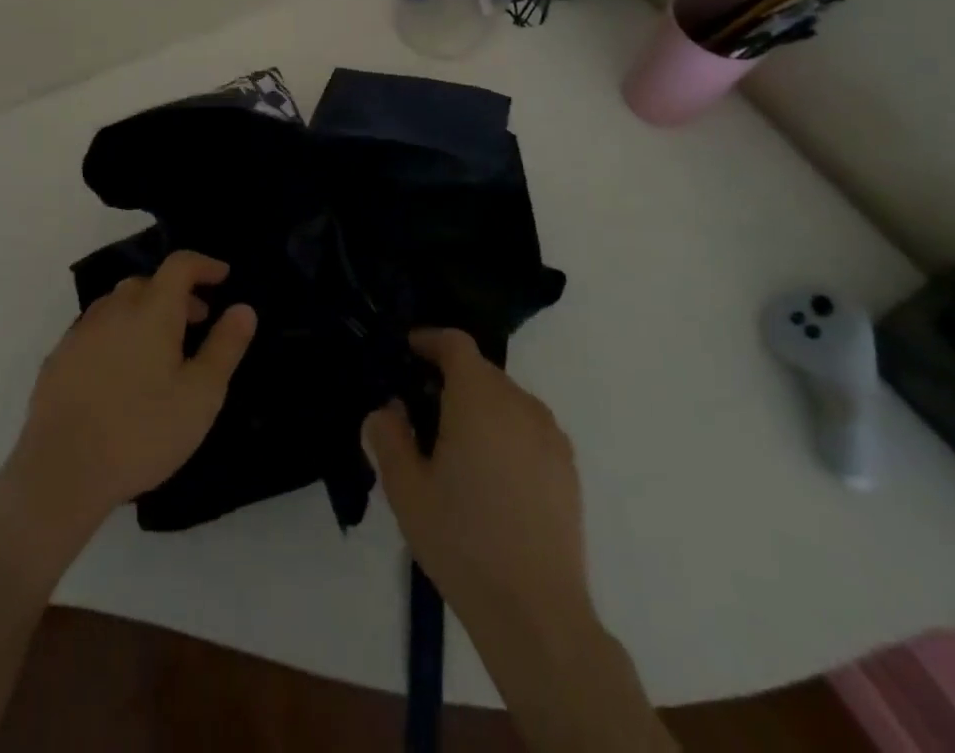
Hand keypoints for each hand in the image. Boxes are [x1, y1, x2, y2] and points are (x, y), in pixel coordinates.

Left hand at [4, 251, 257, 540]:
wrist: (62, 470)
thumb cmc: (143, 431)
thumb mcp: (201, 394)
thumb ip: (225, 346)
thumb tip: (243, 308)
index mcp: (152, 310)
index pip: (180, 265)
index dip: (204, 265)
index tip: (223, 277)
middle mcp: (114, 309)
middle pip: (148, 282)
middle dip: (176, 293)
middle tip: (197, 321)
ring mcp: (81, 332)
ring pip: (118, 304)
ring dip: (144, 311)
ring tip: (160, 348)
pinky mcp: (58, 357)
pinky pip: (95, 329)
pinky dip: (117, 333)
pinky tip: (121, 371)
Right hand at [362, 328, 592, 642]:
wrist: (536, 613)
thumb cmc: (462, 541)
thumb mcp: (405, 489)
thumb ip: (388, 437)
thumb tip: (386, 410)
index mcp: (478, 398)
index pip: (455, 343)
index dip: (429, 340)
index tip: (407, 353)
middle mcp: (520, 403)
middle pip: (480, 370)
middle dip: (449, 378)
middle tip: (420, 411)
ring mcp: (550, 435)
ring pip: (506, 399)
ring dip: (478, 406)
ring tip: (455, 446)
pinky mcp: (567, 468)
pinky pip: (528, 428)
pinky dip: (505, 432)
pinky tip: (490, 476)